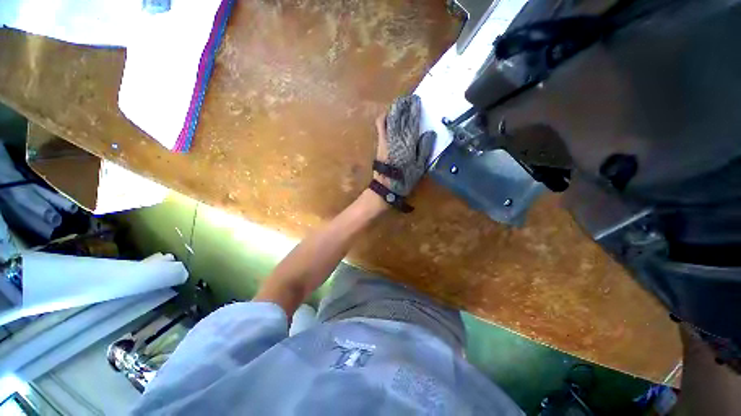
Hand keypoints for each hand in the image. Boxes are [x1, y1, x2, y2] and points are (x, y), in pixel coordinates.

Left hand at [374, 95, 435, 196]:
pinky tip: (389, 118)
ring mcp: (385, 140)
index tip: (417, 100)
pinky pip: (380, 128)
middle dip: (401, 106)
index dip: (413, 109)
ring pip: (387, 120)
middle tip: (407, 99)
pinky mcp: (379, 144)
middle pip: (396, 117)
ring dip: (393, 111)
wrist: (385, 188)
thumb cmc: (404, 179)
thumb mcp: (419, 167)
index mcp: (407, 143)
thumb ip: (424, 149)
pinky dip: (384, 120)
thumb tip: (430, 133)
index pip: (411, 121)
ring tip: (399, 106)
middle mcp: (395, 138)